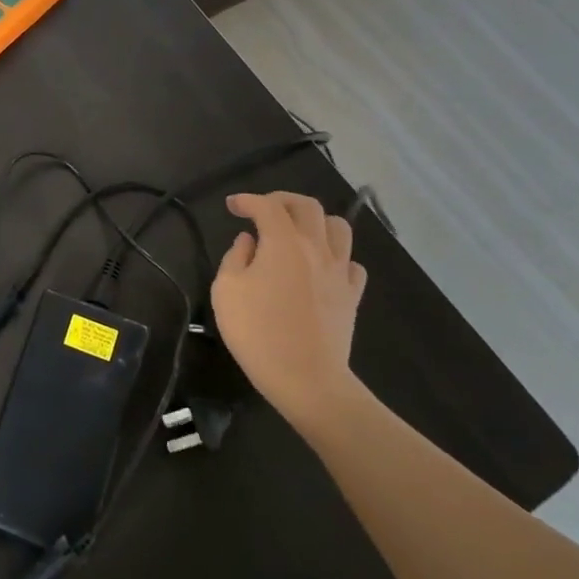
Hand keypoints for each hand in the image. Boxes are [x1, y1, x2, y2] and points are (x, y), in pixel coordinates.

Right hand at [210, 192, 367, 435]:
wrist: (306, 377)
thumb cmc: (257, 332)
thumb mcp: (226, 291)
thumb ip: (235, 257)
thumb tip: (248, 241)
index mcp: (283, 242)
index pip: (267, 206)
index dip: (247, 200)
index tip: (232, 206)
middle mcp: (316, 247)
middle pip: (307, 206)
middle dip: (282, 200)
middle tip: (263, 210)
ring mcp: (340, 271)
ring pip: (338, 227)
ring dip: (315, 221)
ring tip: (297, 232)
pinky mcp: (352, 294)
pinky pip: (351, 262)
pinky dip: (335, 256)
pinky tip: (321, 267)